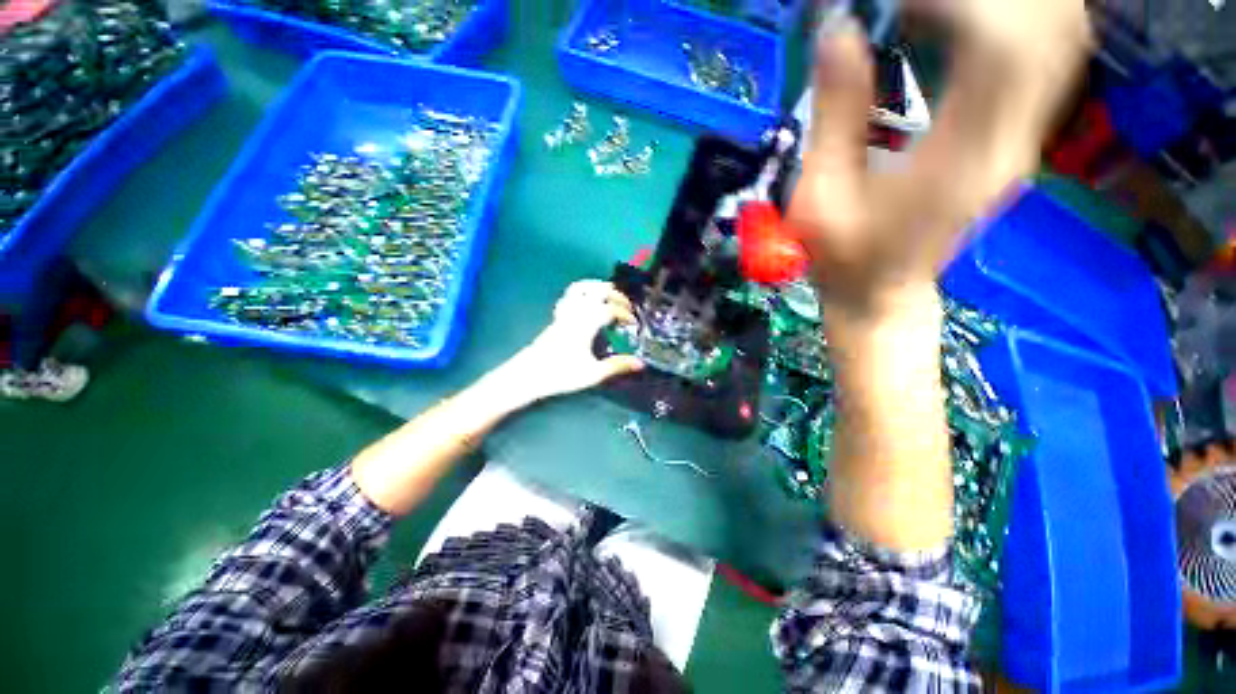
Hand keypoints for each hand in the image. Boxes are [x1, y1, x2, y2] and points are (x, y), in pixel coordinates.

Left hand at [502, 280, 644, 401]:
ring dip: (598, 287)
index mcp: (586, 324)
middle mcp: (576, 313)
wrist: (528, 375)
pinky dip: (582, 291)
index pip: (610, 309)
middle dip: (615, 295)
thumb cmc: (561, 374)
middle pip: (597, 291)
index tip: (633, 323)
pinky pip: (569, 295)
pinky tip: (587, 301)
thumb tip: (640, 363)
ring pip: (581, 288)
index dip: (625, 314)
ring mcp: (565, 312)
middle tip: (626, 306)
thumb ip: (617, 366)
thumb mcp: (593, 373)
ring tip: (610, 295)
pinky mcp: (557, 316)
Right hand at [791, 0, 1089, 324]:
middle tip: (916, 4)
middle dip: (989, 0)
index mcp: (958, 161)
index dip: (958, 5)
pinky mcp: (1018, 137)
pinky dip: (1017, 20)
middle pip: (1046, 32)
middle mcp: (1010, 142)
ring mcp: (1023, 139)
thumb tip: (839, 30)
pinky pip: (1044, 58)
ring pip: (1057, 38)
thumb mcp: (820, 196)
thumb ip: (834, 116)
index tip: (900, 2)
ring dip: (1010, 6)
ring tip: (935, 10)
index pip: (997, 48)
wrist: (883, 292)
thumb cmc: (842, 256)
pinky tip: (966, 19)